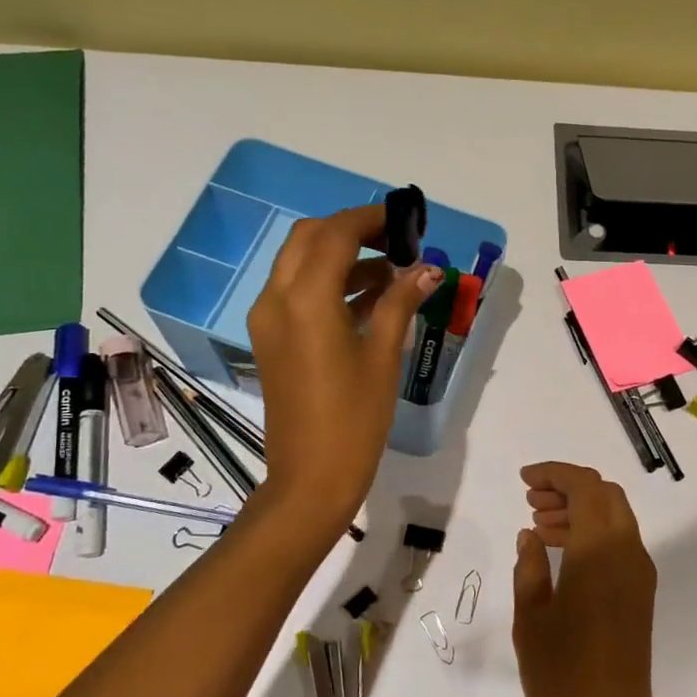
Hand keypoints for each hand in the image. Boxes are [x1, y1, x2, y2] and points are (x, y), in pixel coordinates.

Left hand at [247, 205, 441, 535]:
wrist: (311, 477)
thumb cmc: (354, 419)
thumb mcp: (383, 356)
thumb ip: (401, 303)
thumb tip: (428, 270)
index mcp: (305, 299)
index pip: (336, 234)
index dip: (372, 219)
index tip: (407, 221)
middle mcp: (276, 299)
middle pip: (310, 239)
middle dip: (353, 231)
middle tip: (397, 242)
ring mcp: (268, 320)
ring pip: (300, 264)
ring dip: (343, 257)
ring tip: (394, 272)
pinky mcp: (271, 339)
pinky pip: (297, 293)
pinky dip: (330, 284)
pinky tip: (371, 298)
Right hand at [513, 462, 666, 696]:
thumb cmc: (561, 675)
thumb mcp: (531, 616)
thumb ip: (530, 566)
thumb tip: (531, 535)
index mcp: (600, 551)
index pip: (586, 487)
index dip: (555, 474)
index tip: (524, 480)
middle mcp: (628, 553)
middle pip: (605, 495)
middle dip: (568, 488)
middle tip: (530, 502)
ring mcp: (639, 574)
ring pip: (614, 517)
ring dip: (580, 510)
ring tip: (538, 526)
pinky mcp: (641, 594)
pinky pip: (619, 543)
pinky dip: (592, 533)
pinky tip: (560, 554)